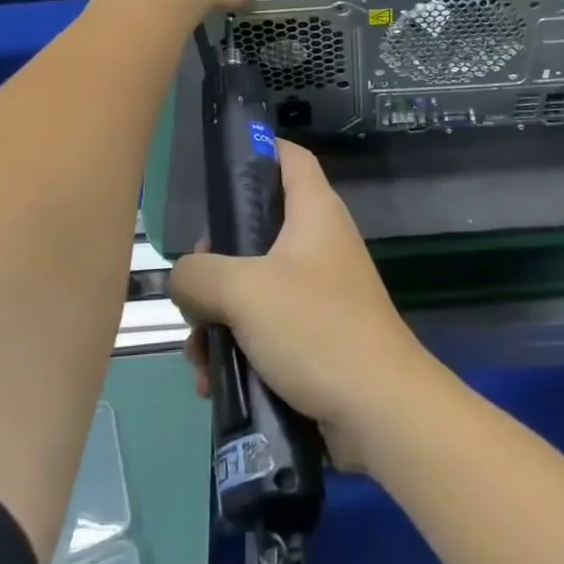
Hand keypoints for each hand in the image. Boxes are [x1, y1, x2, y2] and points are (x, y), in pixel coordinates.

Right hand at [170, 141, 439, 470]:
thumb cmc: (315, 329)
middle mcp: (318, 243)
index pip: (289, 157)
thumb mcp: (244, 291)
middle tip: (194, 291)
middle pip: (256, 229)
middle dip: (215, 263)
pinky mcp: (316, 336)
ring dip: (218, 319)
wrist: (380, 411)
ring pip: (253, 287)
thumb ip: (198, 275)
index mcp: (314, 212)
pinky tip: (215, 383)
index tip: (217, 172)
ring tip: (199, 356)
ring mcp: (319, 291)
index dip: (256, 151)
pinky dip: (238, 348)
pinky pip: (265, 328)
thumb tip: (183, 280)